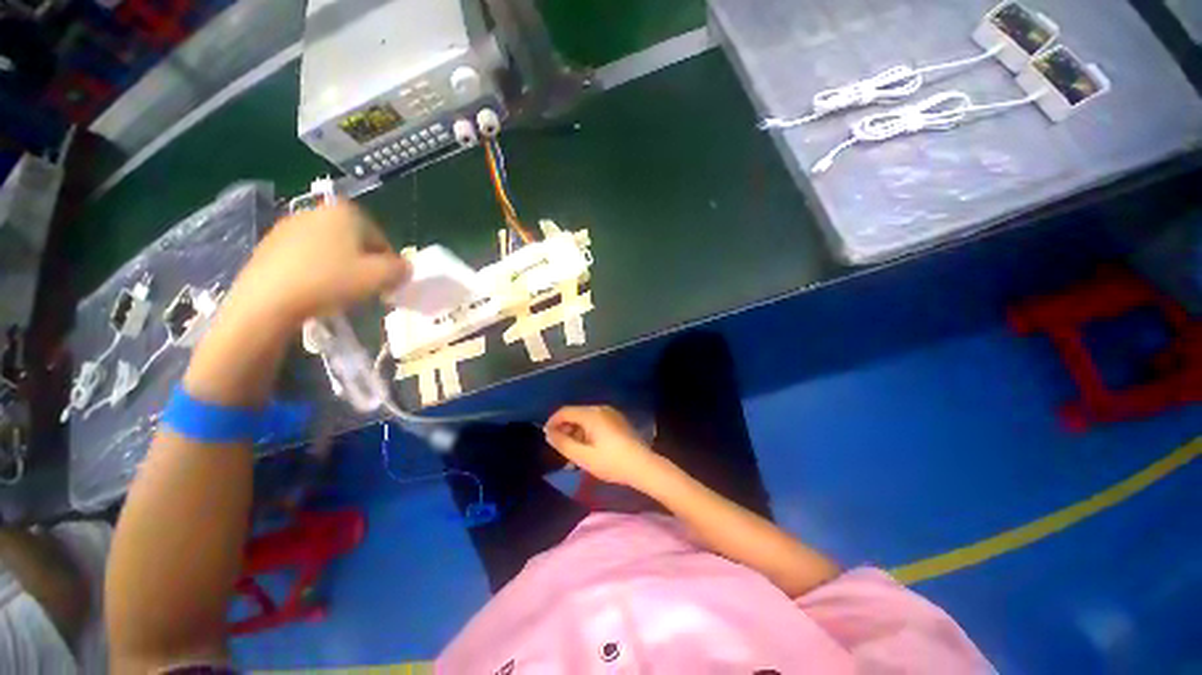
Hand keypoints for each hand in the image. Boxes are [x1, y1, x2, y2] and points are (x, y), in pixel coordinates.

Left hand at [227, 203, 409, 327]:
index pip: (381, 239)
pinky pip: (306, 256)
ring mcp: (289, 226)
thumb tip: (404, 267)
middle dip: (364, 264)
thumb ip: (400, 269)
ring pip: (330, 249)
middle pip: (355, 242)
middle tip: (365, 288)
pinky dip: (316, 270)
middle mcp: (317, 211)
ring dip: (341, 267)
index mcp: (346, 212)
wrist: (267, 300)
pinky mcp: (270, 244)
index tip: (386, 284)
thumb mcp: (380, 277)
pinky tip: (315, 290)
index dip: (388, 264)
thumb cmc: (330, 281)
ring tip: (339, 291)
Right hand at [544, 406, 661, 489]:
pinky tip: (587, 449)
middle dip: (565, 429)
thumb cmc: (611, 462)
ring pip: (585, 419)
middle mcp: (600, 409)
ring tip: (573, 454)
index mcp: (591, 414)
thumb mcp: (583, 456)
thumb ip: (563, 443)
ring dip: (576, 433)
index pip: (565, 411)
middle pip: (575, 414)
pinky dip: (587, 432)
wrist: (642, 466)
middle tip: (560, 449)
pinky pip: (596, 422)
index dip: (552, 422)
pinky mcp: (617, 421)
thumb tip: (549, 434)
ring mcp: (611, 414)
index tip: (547, 438)